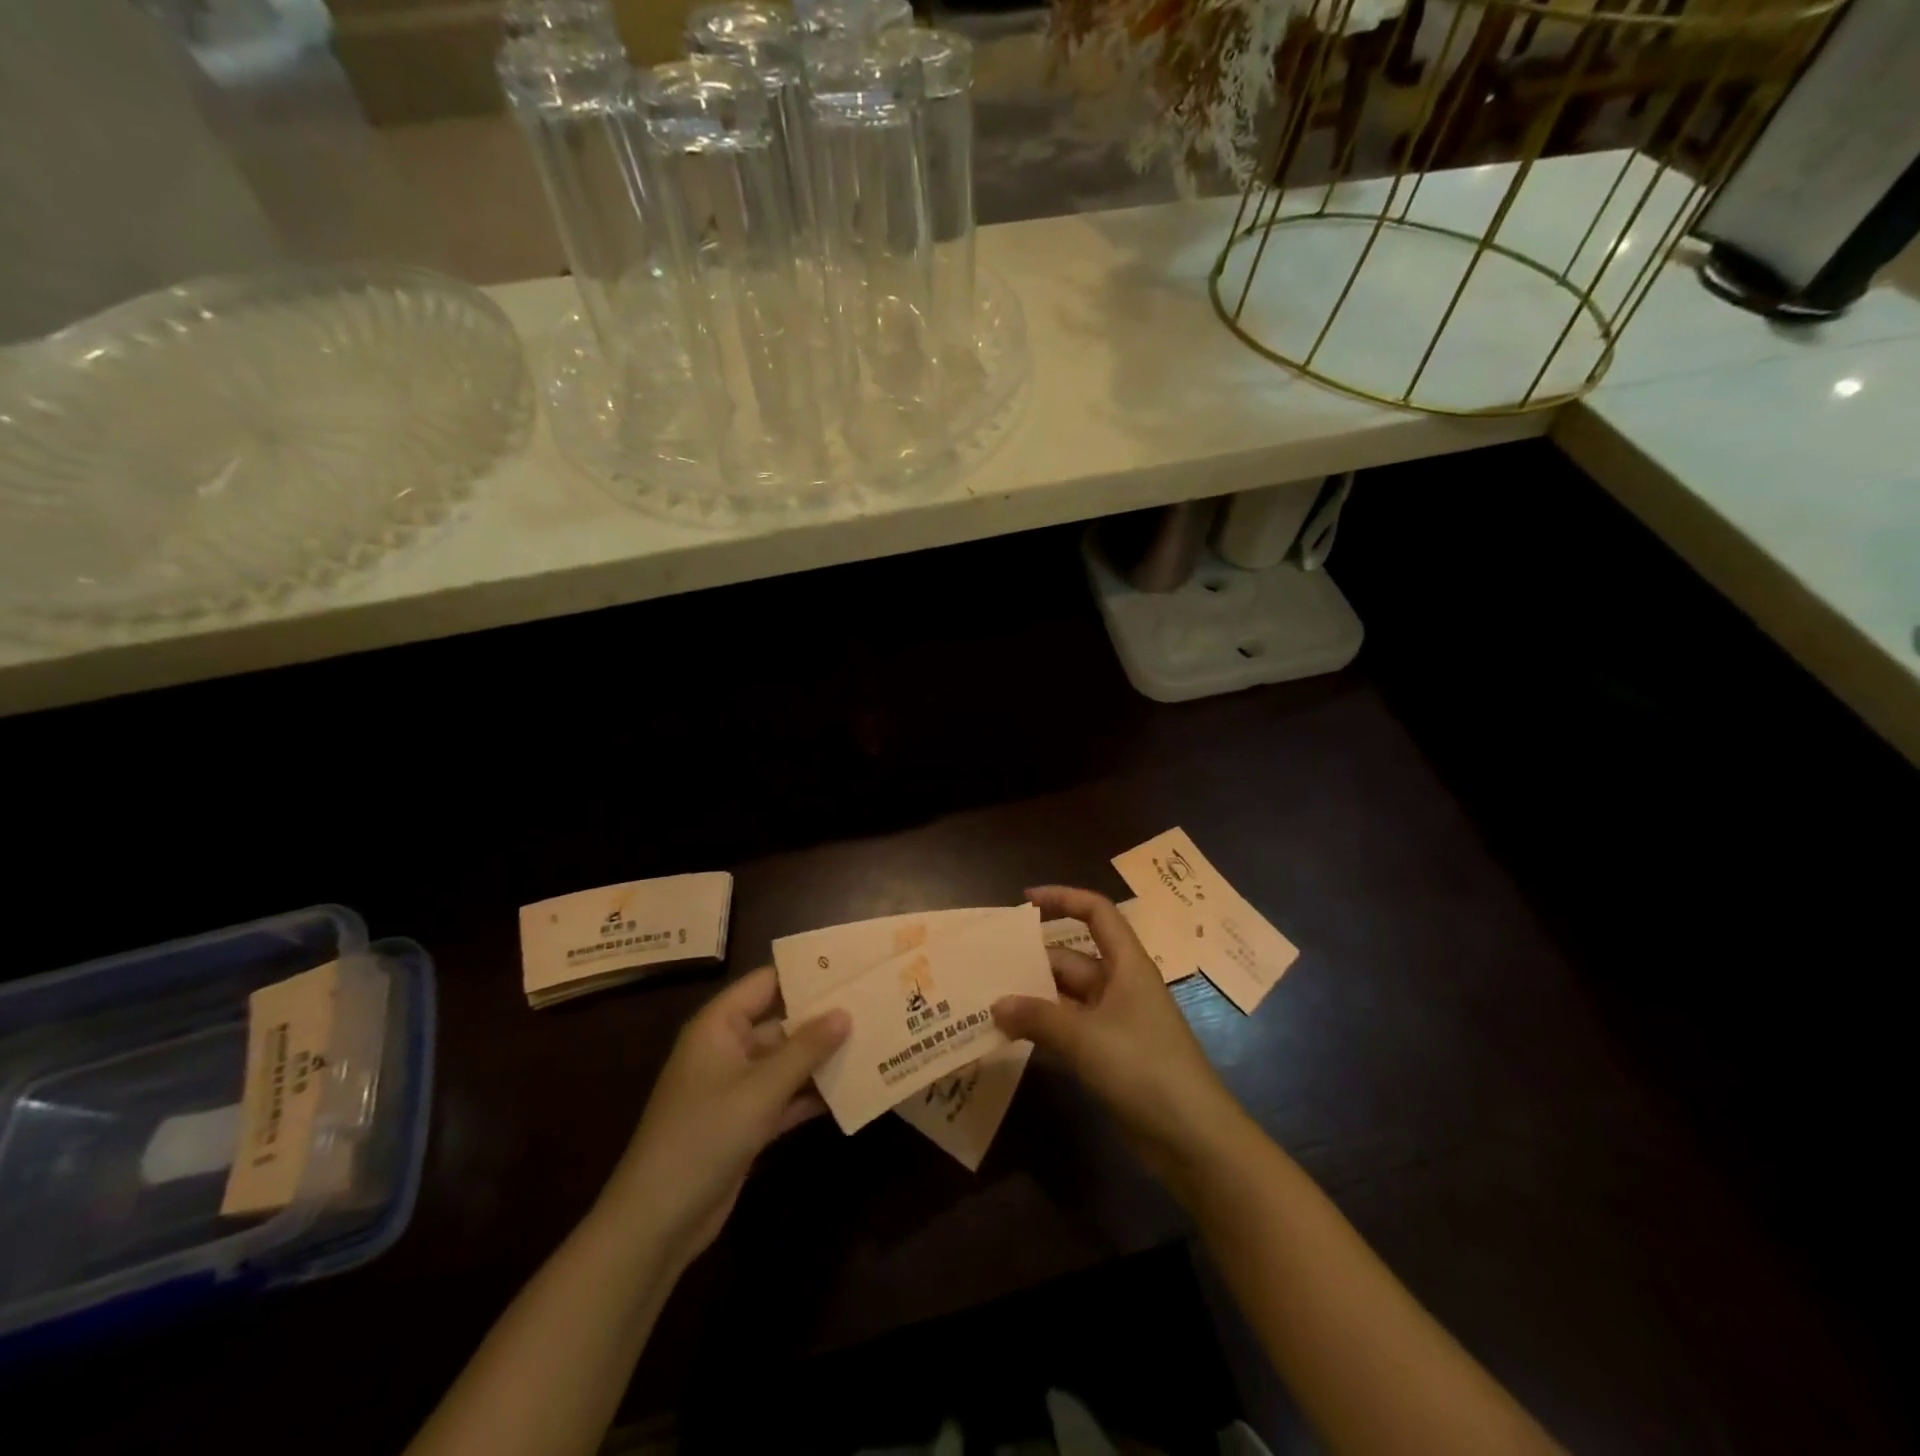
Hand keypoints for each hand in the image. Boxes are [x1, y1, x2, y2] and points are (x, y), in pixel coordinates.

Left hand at [600, 967, 848, 1271]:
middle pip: (782, 1021)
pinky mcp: (746, 1121)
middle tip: (874, 1004)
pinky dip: (813, 1093)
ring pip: (787, 1060)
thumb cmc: (704, 1136)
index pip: (767, 982)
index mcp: (720, 1026)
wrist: (657, 1222)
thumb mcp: (760, 1089)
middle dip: (824, 1018)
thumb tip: (845, 1012)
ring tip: (874, 1042)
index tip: (851, 966)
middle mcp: (728, 1048)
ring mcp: (736, 1087)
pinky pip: (785, 1095)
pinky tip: (853, 1089)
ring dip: (823, 1057)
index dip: (806, 973)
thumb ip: (805, 1049)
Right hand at [993, 886, 1246, 1184]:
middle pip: (1072, 959)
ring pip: (1066, 998)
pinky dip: (1043, 1032)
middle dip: (1033, 962)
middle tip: (987, 968)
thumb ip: (1038, 1018)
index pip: (1097, 913)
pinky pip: (1069, 1031)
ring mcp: (1115, 1022)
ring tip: (989, 1002)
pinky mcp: (1109, 1056)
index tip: (1025, 901)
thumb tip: (996, 1004)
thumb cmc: (1143, 1068)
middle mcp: (1120, 986)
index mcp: (1126, 965)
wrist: (1192, 1139)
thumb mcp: (1086, 1037)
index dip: (1063, 899)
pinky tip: (1010, 1038)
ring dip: (1033, 1000)